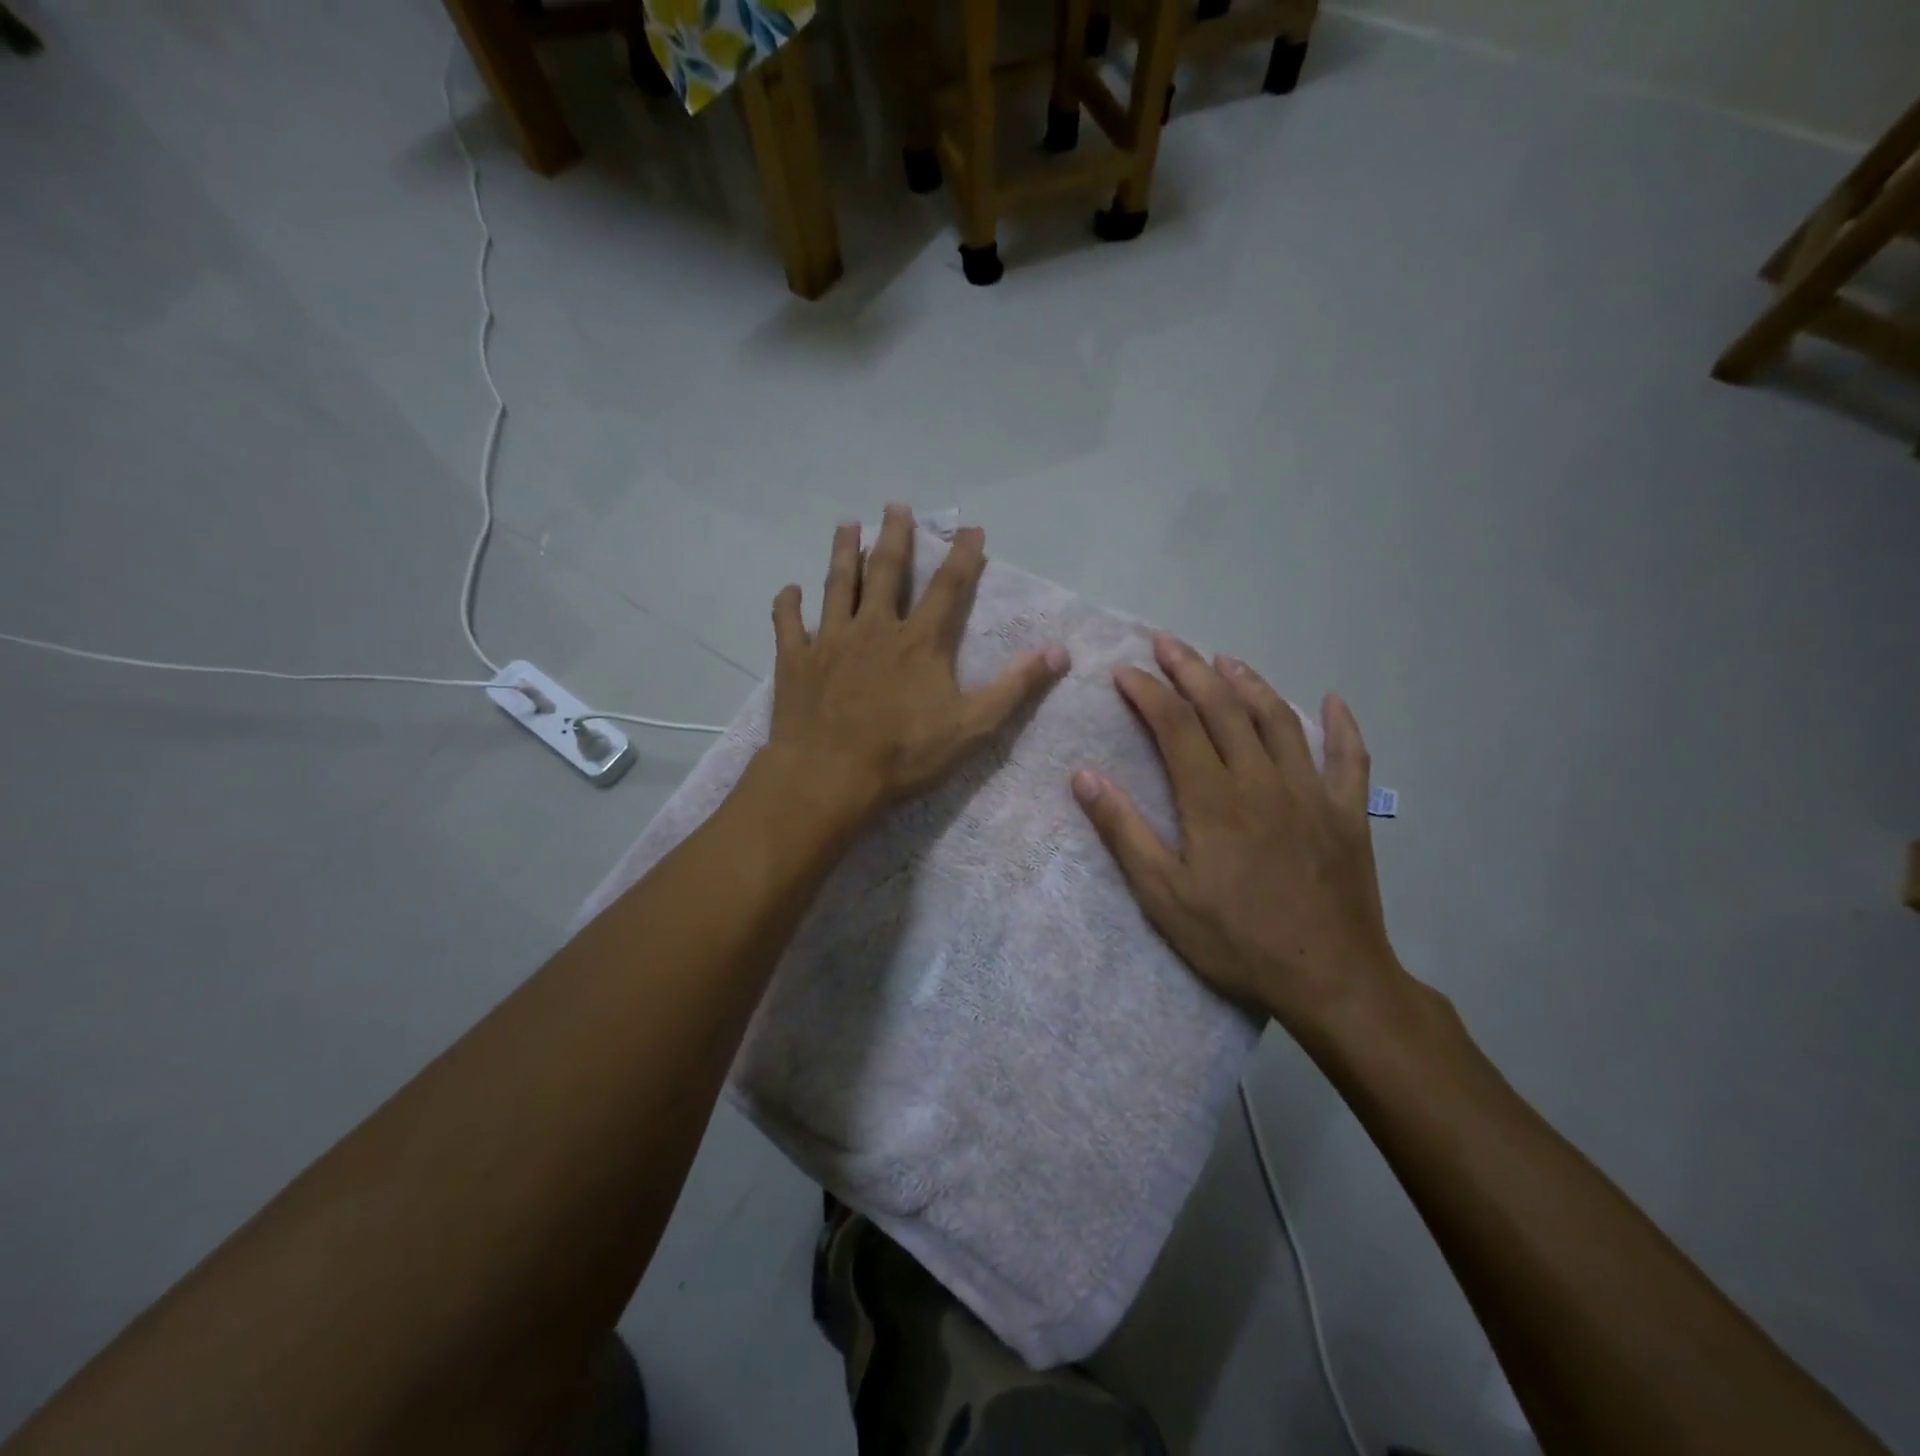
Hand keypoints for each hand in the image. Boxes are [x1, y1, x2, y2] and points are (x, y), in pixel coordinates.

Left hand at [763, 505, 1069, 827]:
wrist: (829, 778)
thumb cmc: (904, 755)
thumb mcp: (973, 726)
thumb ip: (1015, 687)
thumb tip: (1060, 652)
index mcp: (919, 641)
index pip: (948, 587)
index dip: (963, 555)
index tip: (971, 528)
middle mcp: (874, 627)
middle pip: (886, 571)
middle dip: (894, 536)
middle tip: (895, 506)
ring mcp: (829, 640)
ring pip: (837, 585)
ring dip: (842, 553)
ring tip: (846, 524)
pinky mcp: (795, 661)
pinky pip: (787, 624)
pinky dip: (787, 604)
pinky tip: (789, 591)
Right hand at [1071, 633, 1401, 1033]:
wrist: (1331, 980)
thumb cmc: (1237, 941)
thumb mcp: (1163, 896)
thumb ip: (1123, 832)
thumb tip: (1084, 776)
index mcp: (1213, 799)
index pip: (1174, 725)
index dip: (1148, 692)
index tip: (1124, 671)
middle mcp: (1262, 780)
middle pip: (1223, 708)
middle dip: (1190, 670)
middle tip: (1167, 642)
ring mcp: (1311, 792)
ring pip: (1279, 720)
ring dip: (1250, 683)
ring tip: (1225, 660)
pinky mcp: (1347, 812)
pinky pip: (1349, 757)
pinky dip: (1341, 725)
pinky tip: (1332, 700)